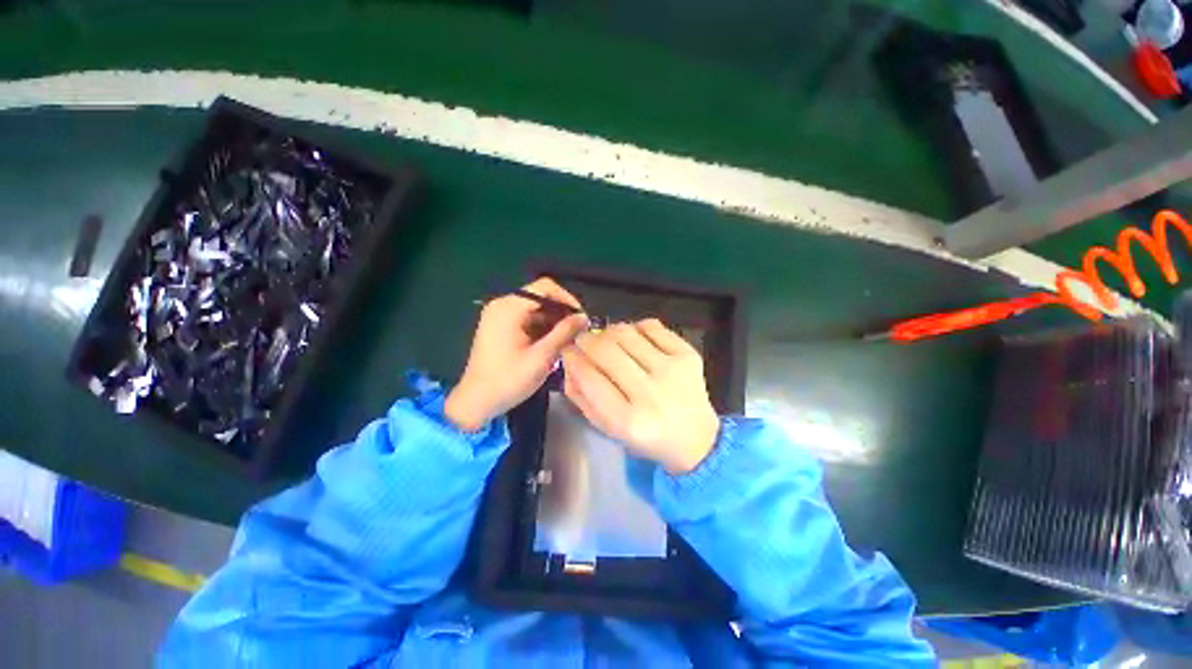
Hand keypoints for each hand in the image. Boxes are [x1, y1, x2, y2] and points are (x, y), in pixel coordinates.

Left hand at [445, 278, 587, 431]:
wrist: (476, 402)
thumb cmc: (508, 380)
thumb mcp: (541, 357)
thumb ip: (564, 333)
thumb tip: (584, 317)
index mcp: (509, 307)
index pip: (545, 288)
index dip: (567, 299)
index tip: (582, 317)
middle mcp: (502, 305)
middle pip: (540, 297)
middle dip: (561, 313)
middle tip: (578, 331)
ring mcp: (499, 316)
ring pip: (535, 309)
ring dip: (553, 322)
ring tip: (569, 340)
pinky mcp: (500, 327)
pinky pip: (527, 319)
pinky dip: (542, 328)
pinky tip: (553, 343)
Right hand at [561, 319, 719, 474]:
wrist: (696, 439)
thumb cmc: (646, 436)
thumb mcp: (607, 428)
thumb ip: (581, 397)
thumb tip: (569, 360)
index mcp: (628, 421)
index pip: (589, 376)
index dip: (572, 358)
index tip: (567, 351)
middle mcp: (650, 393)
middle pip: (605, 349)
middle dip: (585, 339)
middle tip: (582, 341)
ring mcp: (672, 370)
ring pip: (626, 332)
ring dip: (608, 331)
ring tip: (606, 339)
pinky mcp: (688, 355)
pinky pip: (652, 326)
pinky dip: (636, 327)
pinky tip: (634, 339)